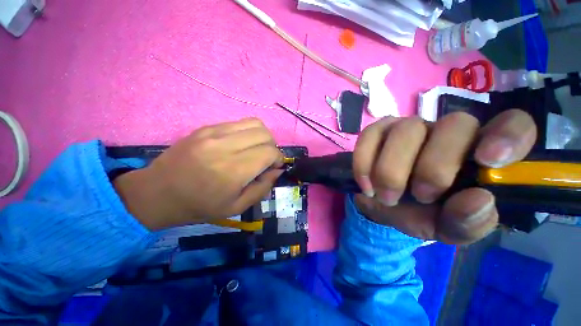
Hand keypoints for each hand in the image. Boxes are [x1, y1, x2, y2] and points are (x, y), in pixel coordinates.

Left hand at [114, 118, 282, 229]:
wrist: (158, 192)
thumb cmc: (200, 206)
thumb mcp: (237, 207)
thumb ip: (263, 188)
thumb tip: (277, 170)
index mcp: (233, 170)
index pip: (270, 152)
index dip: (278, 159)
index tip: (275, 167)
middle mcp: (225, 146)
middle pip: (265, 134)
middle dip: (273, 147)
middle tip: (266, 159)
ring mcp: (214, 133)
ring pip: (255, 123)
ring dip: (263, 137)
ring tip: (256, 149)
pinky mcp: (206, 128)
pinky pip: (238, 123)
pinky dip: (248, 132)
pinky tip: (240, 145)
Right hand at [353, 110, 536, 244]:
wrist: (384, 205)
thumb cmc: (422, 214)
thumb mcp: (449, 228)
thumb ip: (469, 222)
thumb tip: (478, 200)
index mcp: (478, 153)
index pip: (512, 125)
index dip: (509, 136)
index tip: (488, 161)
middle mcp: (446, 132)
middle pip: (454, 125)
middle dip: (434, 167)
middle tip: (421, 197)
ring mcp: (407, 127)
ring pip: (405, 130)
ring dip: (391, 170)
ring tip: (386, 196)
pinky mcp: (377, 131)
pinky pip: (369, 136)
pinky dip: (364, 163)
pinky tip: (366, 184)